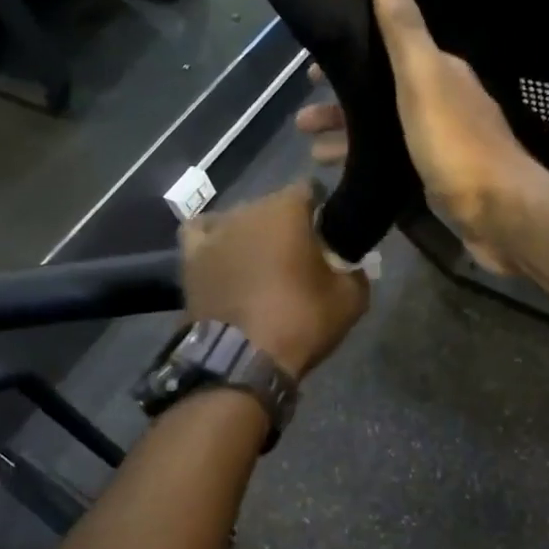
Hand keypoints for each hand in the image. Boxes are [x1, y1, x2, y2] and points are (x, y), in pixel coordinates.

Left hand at [181, 182, 369, 378]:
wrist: (242, 359)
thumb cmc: (300, 321)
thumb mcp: (351, 299)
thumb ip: (356, 271)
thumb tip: (351, 264)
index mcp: (287, 209)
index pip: (310, 189)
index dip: (322, 210)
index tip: (329, 236)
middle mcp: (248, 209)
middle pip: (274, 205)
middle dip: (287, 225)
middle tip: (298, 259)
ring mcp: (215, 231)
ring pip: (240, 219)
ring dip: (253, 234)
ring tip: (261, 265)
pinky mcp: (191, 255)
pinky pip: (202, 232)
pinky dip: (215, 239)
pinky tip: (224, 254)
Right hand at [295, 0, 539, 273]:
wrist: (499, 211)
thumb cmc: (454, 142)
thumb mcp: (422, 78)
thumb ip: (403, 29)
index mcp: (439, 73)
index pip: (387, 53)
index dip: (351, 57)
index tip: (310, 69)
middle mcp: (442, 102)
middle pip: (382, 95)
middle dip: (342, 102)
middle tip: (300, 119)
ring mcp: (442, 142)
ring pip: (385, 130)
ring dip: (350, 134)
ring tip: (310, 150)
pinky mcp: (439, 178)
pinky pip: (392, 161)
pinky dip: (367, 161)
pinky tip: (345, 176)